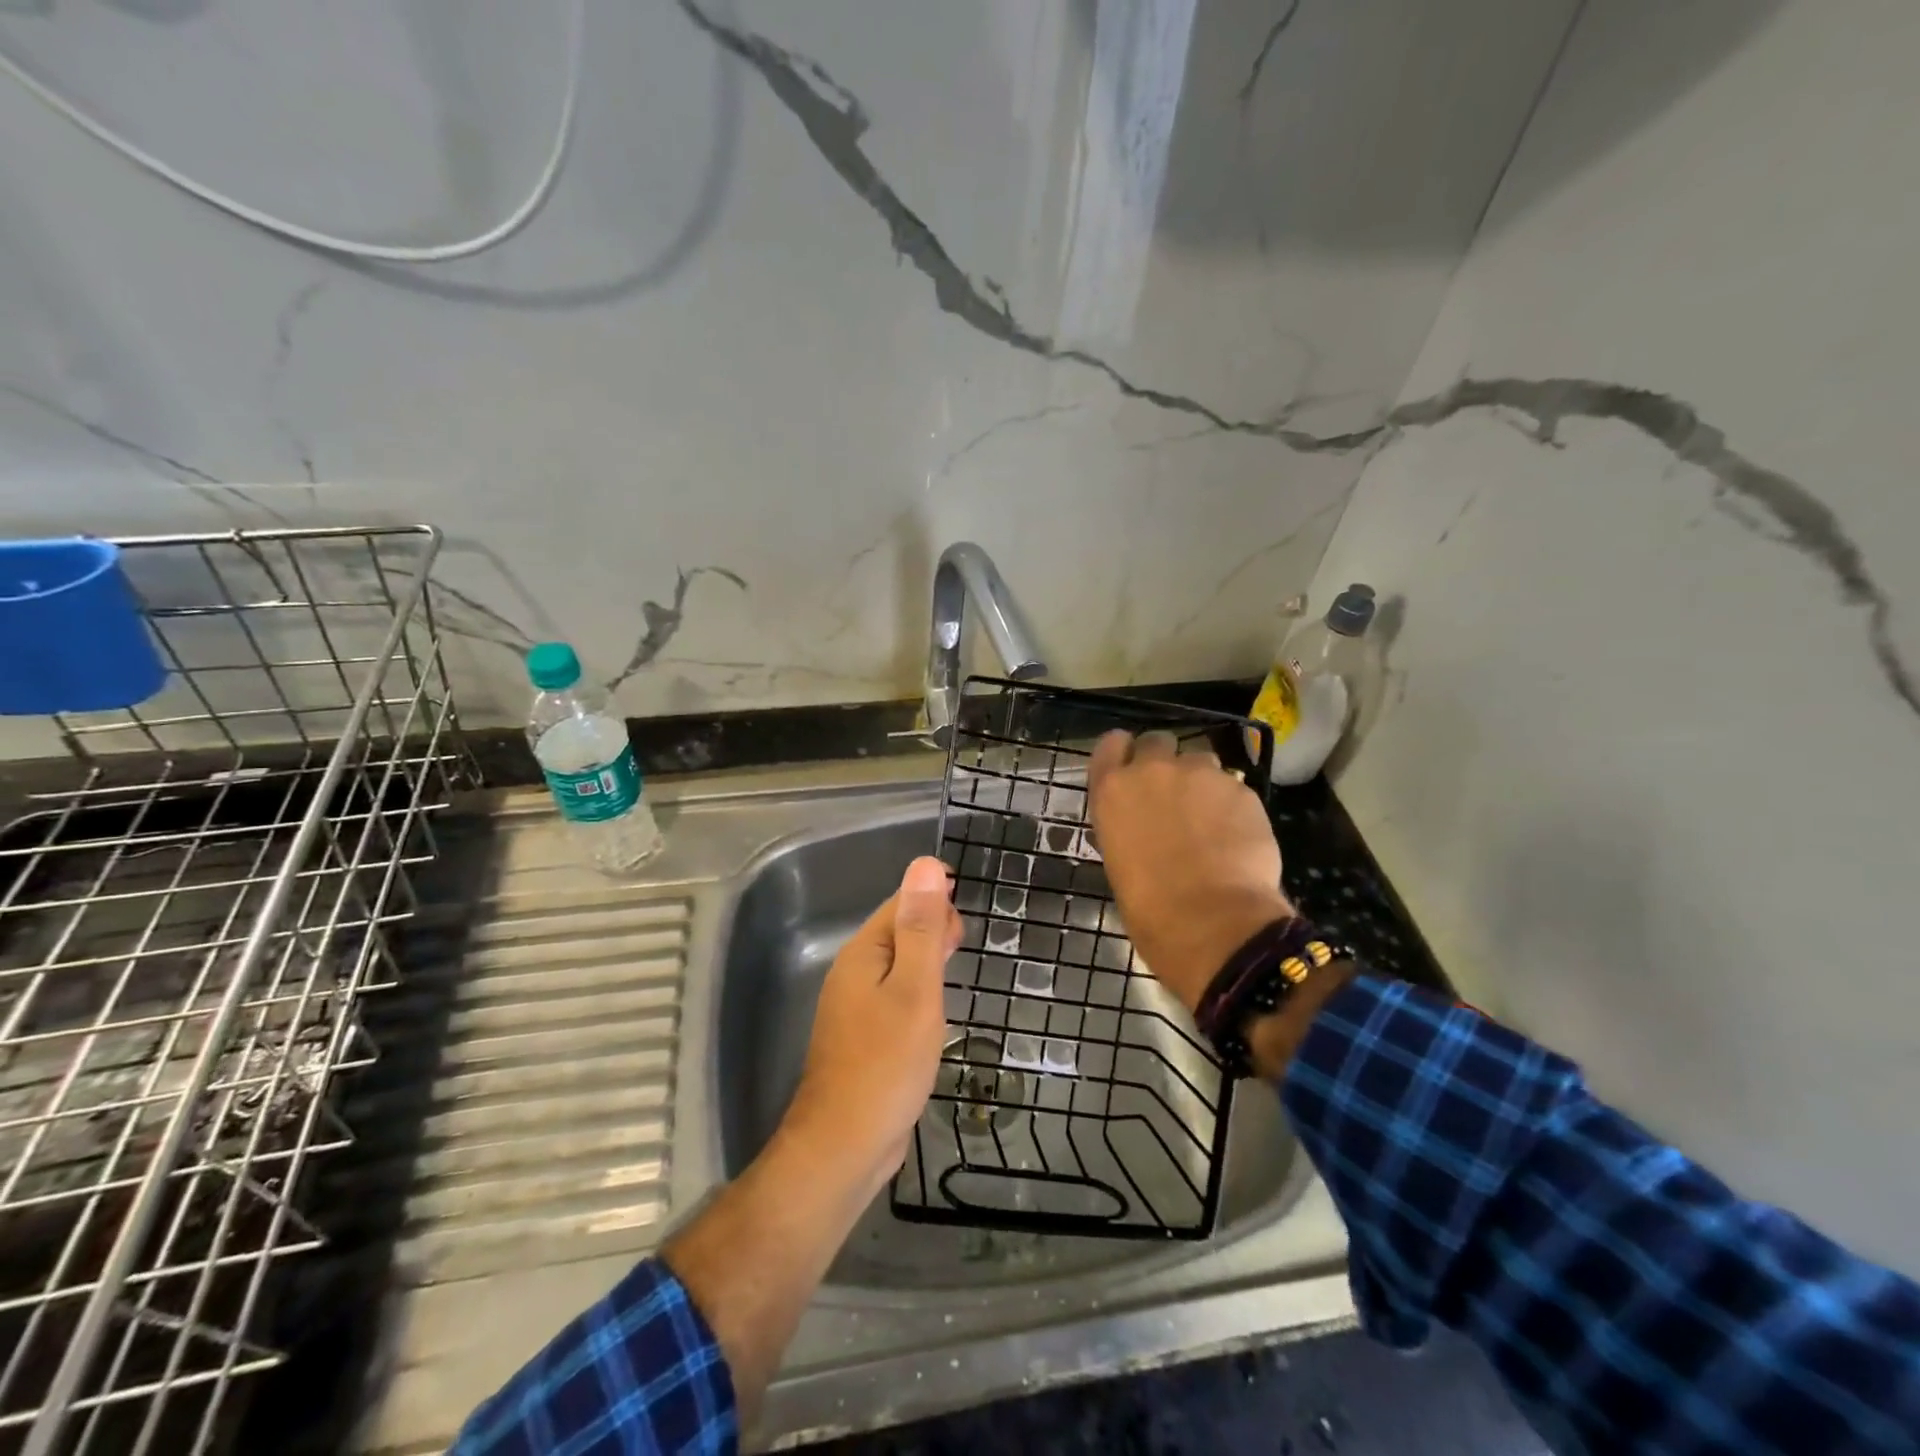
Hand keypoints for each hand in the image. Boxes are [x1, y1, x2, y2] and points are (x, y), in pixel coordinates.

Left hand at [782, 856, 960, 1192]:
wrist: (845, 1145)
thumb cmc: (886, 1063)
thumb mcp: (914, 989)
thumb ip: (921, 928)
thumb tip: (926, 864)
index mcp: (863, 952)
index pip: (901, 903)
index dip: (935, 900)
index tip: (966, 920)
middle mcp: (854, 972)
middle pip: (898, 930)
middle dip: (933, 927)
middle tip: (963, 946)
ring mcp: (855, 1005)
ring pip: (897, 964)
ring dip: (927, 958)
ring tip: (955, 967)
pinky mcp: (864, 1035)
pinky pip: (894, 994)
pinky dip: (918, 988)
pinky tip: (933, 1007)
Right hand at [1087, 730, 1293, 1012]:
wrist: (1210, 920)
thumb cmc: (1148, 907)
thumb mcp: (1118, 861)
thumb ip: (1127, 828)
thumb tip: (1142, 828)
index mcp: (1112, 789)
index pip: (1111, 744)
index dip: (1124, 753)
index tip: (1131, 769)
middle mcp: (1152, 770)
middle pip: (1157, 742)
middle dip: (1165, 762)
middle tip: (1173, 796)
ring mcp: (1200, 774)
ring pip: (1201, 760)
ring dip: (1201, 782)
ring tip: (1210, 819)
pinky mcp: (1241, 788)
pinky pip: (1233, 787)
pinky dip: (1232, 806)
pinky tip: (1236, 837)